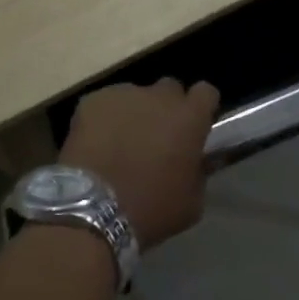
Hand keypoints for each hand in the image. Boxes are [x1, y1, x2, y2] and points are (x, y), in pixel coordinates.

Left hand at [60, 78, 219, 249]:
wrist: (92, 211)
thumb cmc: (150, 210)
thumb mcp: (192, 202)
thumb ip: (199, 171)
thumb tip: (195, 162)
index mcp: (190, 117)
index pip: (206, 92)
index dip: (201, 107)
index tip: (196, 125)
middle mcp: (160, 96)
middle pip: (170, 89)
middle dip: (167, 107)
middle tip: (158, 136)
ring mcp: (124, 94)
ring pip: (135, 96)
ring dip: (135, 113)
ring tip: (121, 142)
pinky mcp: (92, 101)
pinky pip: (105, 104)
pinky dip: (104, 119)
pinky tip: (97, 144)